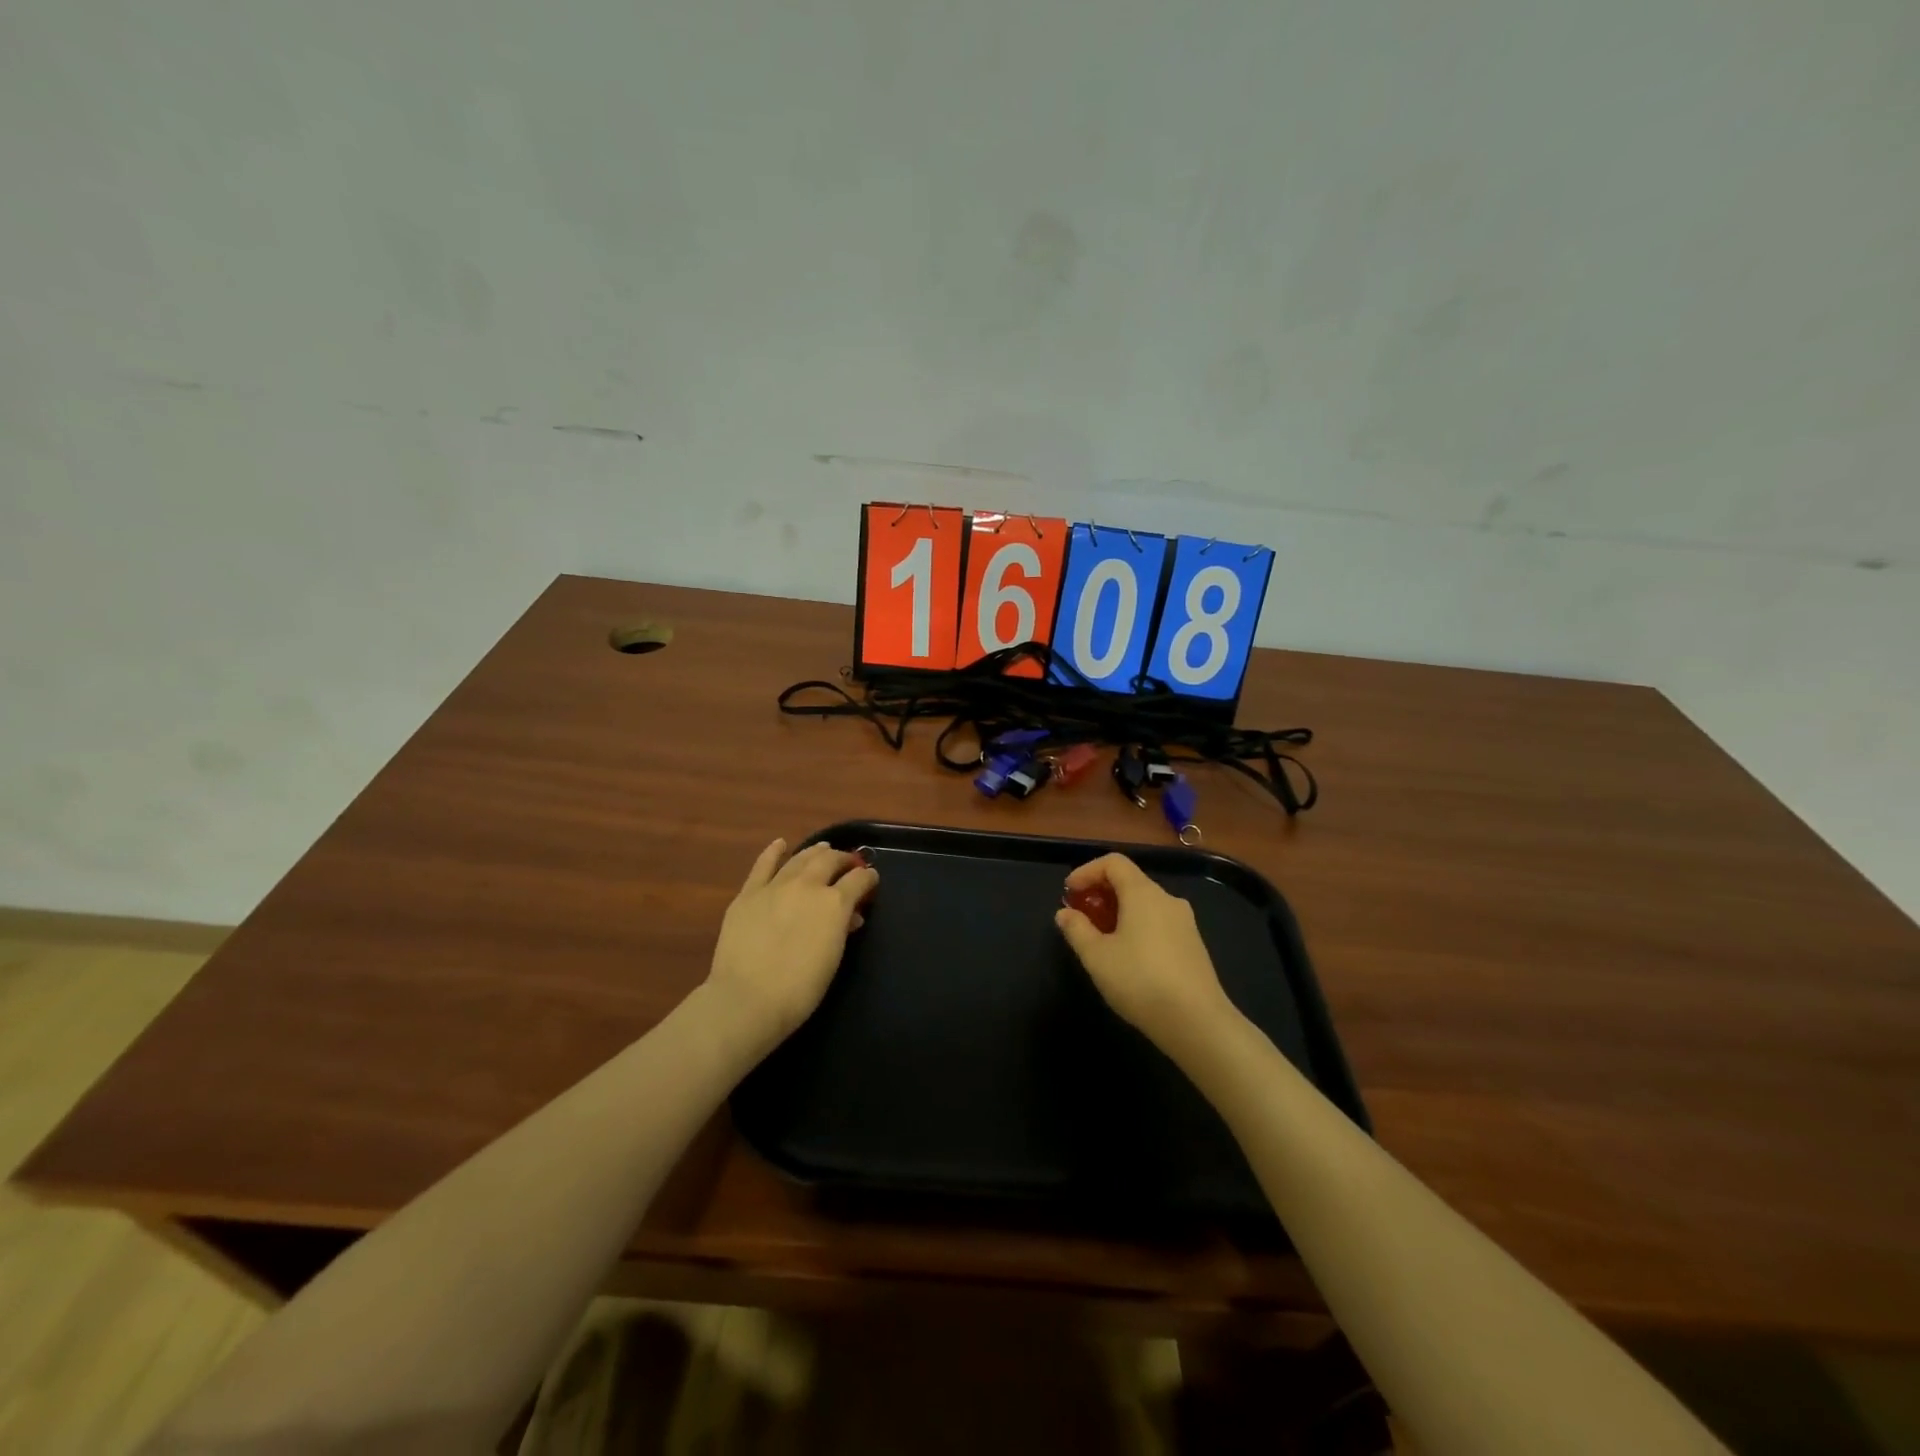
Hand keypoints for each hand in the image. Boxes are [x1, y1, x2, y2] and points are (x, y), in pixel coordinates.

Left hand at [706, 839, 877, 1046]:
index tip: (871, 880)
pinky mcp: (749, 893)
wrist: (747, 999)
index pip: (859, 879)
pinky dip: (773, 852)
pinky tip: (780, 844)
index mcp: (835, 903)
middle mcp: (808, 885)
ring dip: (815, 852)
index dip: (868, 878)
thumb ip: (842, 930)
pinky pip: (763, 865)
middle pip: (830, 860)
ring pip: (800, 858)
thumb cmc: (799, 990)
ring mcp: (776, 886)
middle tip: (848, 864)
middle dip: (843, 860)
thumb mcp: (833, 959)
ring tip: (823, 850)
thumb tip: (849, 916)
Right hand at [1055, 853, 1236, 1059]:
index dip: (1087, 871)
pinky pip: (1158, 923)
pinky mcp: (1193, 945)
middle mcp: (1167, 900)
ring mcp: (1185, 923)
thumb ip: (1077, 929)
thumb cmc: (1140, 981)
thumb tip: (1065, 913)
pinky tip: (1127, 957)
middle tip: (1080, 916)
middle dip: (1100, 893)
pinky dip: (1137, 927)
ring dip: (1118, 912)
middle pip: (1130, 881)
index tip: (1069, 893)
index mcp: (1143, 893)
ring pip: (1145, 904)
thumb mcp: (1096, 956)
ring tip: (1100, 939)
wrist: (1197, 1023)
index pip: (1114, 862)